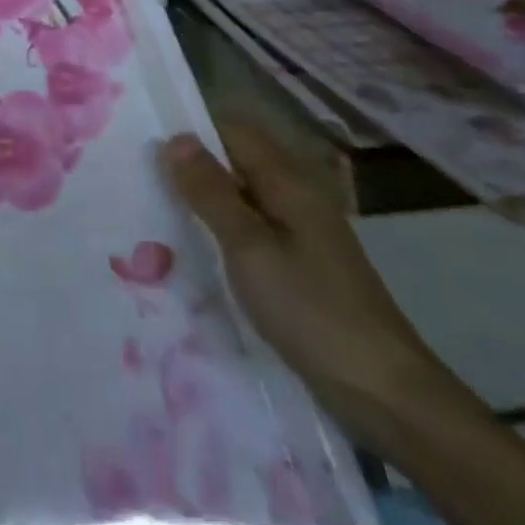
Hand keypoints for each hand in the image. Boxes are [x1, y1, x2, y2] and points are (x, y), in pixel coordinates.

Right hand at [160, 124, 459, 441]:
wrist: (383, 393)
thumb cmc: (310, 309)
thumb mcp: (248, 247)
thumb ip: (210, 192)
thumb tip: (174, 138)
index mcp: (288, 182)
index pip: (233, 132)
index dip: (191, 132)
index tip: (144, 146)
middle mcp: (297, 197)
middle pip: (237, 163)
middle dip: (192, 168)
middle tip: (140, 181)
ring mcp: (302, 234)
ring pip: (242, 199)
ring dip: (204, 203)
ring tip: (156, 215)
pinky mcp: (301, 267)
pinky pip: (252, 232)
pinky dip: (222, 233)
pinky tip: (195, 253)